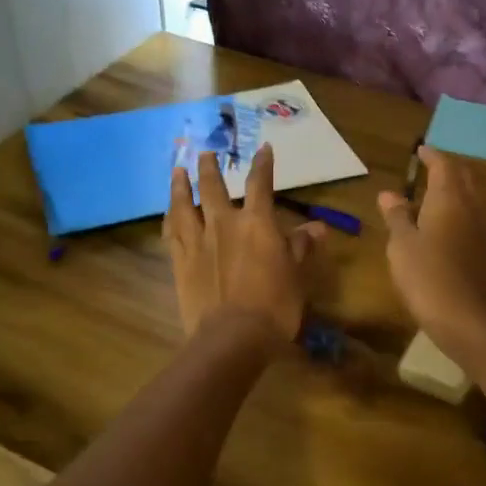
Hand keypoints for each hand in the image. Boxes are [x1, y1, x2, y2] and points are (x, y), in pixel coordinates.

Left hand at [164, 145, 323, 346]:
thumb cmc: (275, 306)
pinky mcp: (180, 262)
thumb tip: (317, 227)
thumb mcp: (296, 276)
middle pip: (213, 187)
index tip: (263, 148)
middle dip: (210, 167)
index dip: (263, 164)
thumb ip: (302, 247)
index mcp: (257, 223)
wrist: (232, 337)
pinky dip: (170, 218)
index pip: (260, 184)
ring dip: (181, 185)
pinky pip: (171, 232)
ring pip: (184, 204)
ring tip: (178, 170)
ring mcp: (198, 242)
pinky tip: (168, 213)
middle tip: (205, 152)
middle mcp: (223, 224)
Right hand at [377, 147, 485, 348]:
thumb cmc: (429, 278)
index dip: (432, 155)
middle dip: (448, 169)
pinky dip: (458, 214)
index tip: (421, 150)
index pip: (444, 165)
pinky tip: (444, 227)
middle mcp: (471, 209)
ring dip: (455, 191)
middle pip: (464, 178)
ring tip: (433, 194)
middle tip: (429, 167)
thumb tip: (389, 193)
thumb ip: (397, 217)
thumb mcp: (402, 246)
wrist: (471, 321)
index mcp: (449, 200)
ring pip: (471, 199)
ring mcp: (483, 232)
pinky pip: (472, 221)